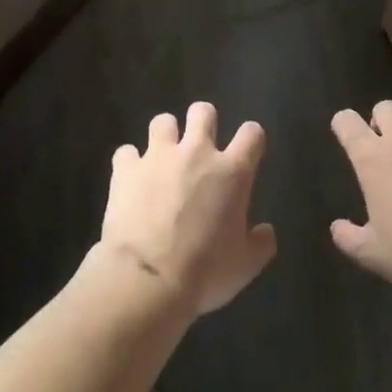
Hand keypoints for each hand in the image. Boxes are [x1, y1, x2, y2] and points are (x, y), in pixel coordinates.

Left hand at [98, 102, 277, 315]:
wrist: (146, 280)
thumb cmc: (204, 273)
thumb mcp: (245, 266)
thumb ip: (260, 244)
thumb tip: (266, 231)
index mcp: (232, 172)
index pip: (251, 133)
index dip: (251, 138)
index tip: (248, 150)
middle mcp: (197, 152)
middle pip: (203, 111)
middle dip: (203, 121)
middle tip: (200, 146)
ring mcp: (158, 156)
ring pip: (163, 121)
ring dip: (165, 136)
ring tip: (163, 157)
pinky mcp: (126, 168)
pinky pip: (126, 152)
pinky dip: (129, 163)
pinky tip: (130, 179)